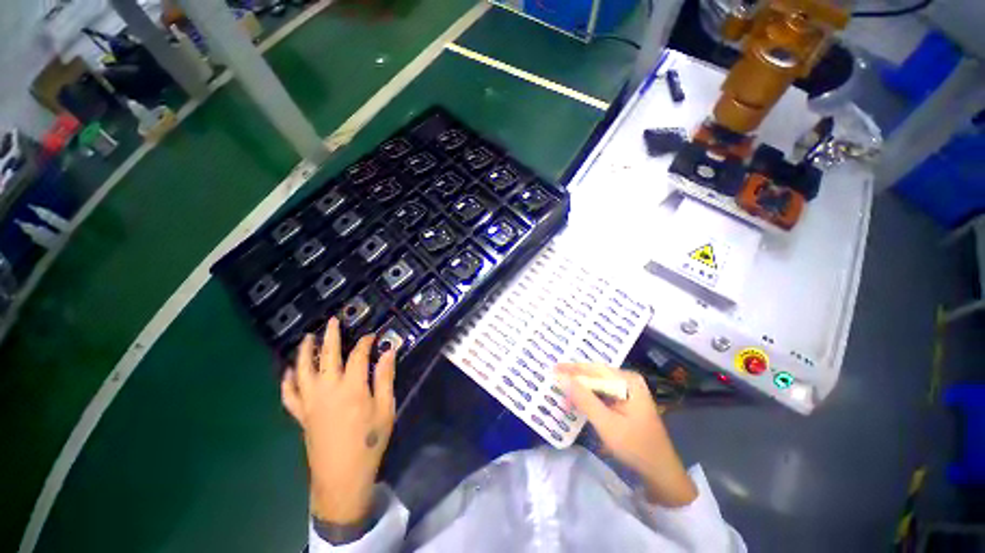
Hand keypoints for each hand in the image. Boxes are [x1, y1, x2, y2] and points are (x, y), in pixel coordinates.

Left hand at [281, 317, 396, 524]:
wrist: (342, 477)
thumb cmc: (369, 441)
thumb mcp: (385, 408)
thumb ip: (385, 378)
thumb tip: (389, 352)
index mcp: (352, 387)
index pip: (358, 355)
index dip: (366, 342)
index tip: (372, 336)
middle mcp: (327, 389)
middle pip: (327, 356)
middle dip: (331, 336)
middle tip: (332, 321)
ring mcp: (310, 402)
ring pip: (302, 370)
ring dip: (304, 352)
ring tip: (307, 338)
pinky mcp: (301, 415)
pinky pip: (289, 395)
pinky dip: (287, 381)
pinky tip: (289, 371)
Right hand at [556, 363, 697, 506]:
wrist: (660, 471)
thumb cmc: (635, 447)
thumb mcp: (606, 424)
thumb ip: (584, 399)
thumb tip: (562, 378)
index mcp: (628, 380)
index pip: (594, 369)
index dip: (572, 369)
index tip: (552, 369)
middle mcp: (628, 379)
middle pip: (595, 374)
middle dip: (574, 377)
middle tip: (553, 377)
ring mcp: (628, 389)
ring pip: (597, 383)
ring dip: (580, 387)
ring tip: (561, 389)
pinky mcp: (625, 400)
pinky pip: (602, 392)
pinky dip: (588, 396)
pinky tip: (577, 399)